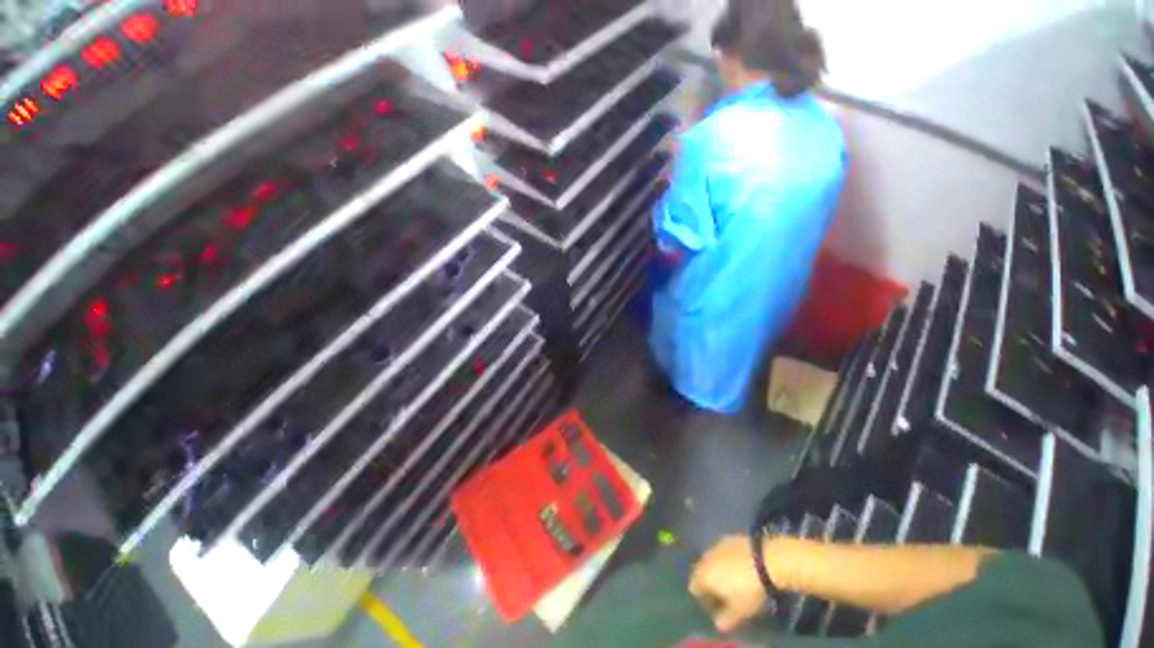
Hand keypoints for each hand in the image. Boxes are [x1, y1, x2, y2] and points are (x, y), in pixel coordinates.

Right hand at [689, 535, 767, 632]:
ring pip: (711, 558)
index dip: (702, 598)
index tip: (713, 606)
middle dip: (708, 580)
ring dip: (717, 568)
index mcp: (703, 575)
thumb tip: (717, 625)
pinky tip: (739, 566)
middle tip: (722, 593)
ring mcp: (717, 544)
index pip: (693, 587)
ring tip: (731, 579)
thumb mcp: (739, 611)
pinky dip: (726, 558)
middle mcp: (705, 557)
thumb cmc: (750, 589)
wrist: (767, 559)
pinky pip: (723, 550)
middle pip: (701, 570)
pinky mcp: (730, 537)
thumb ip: (725, 619)